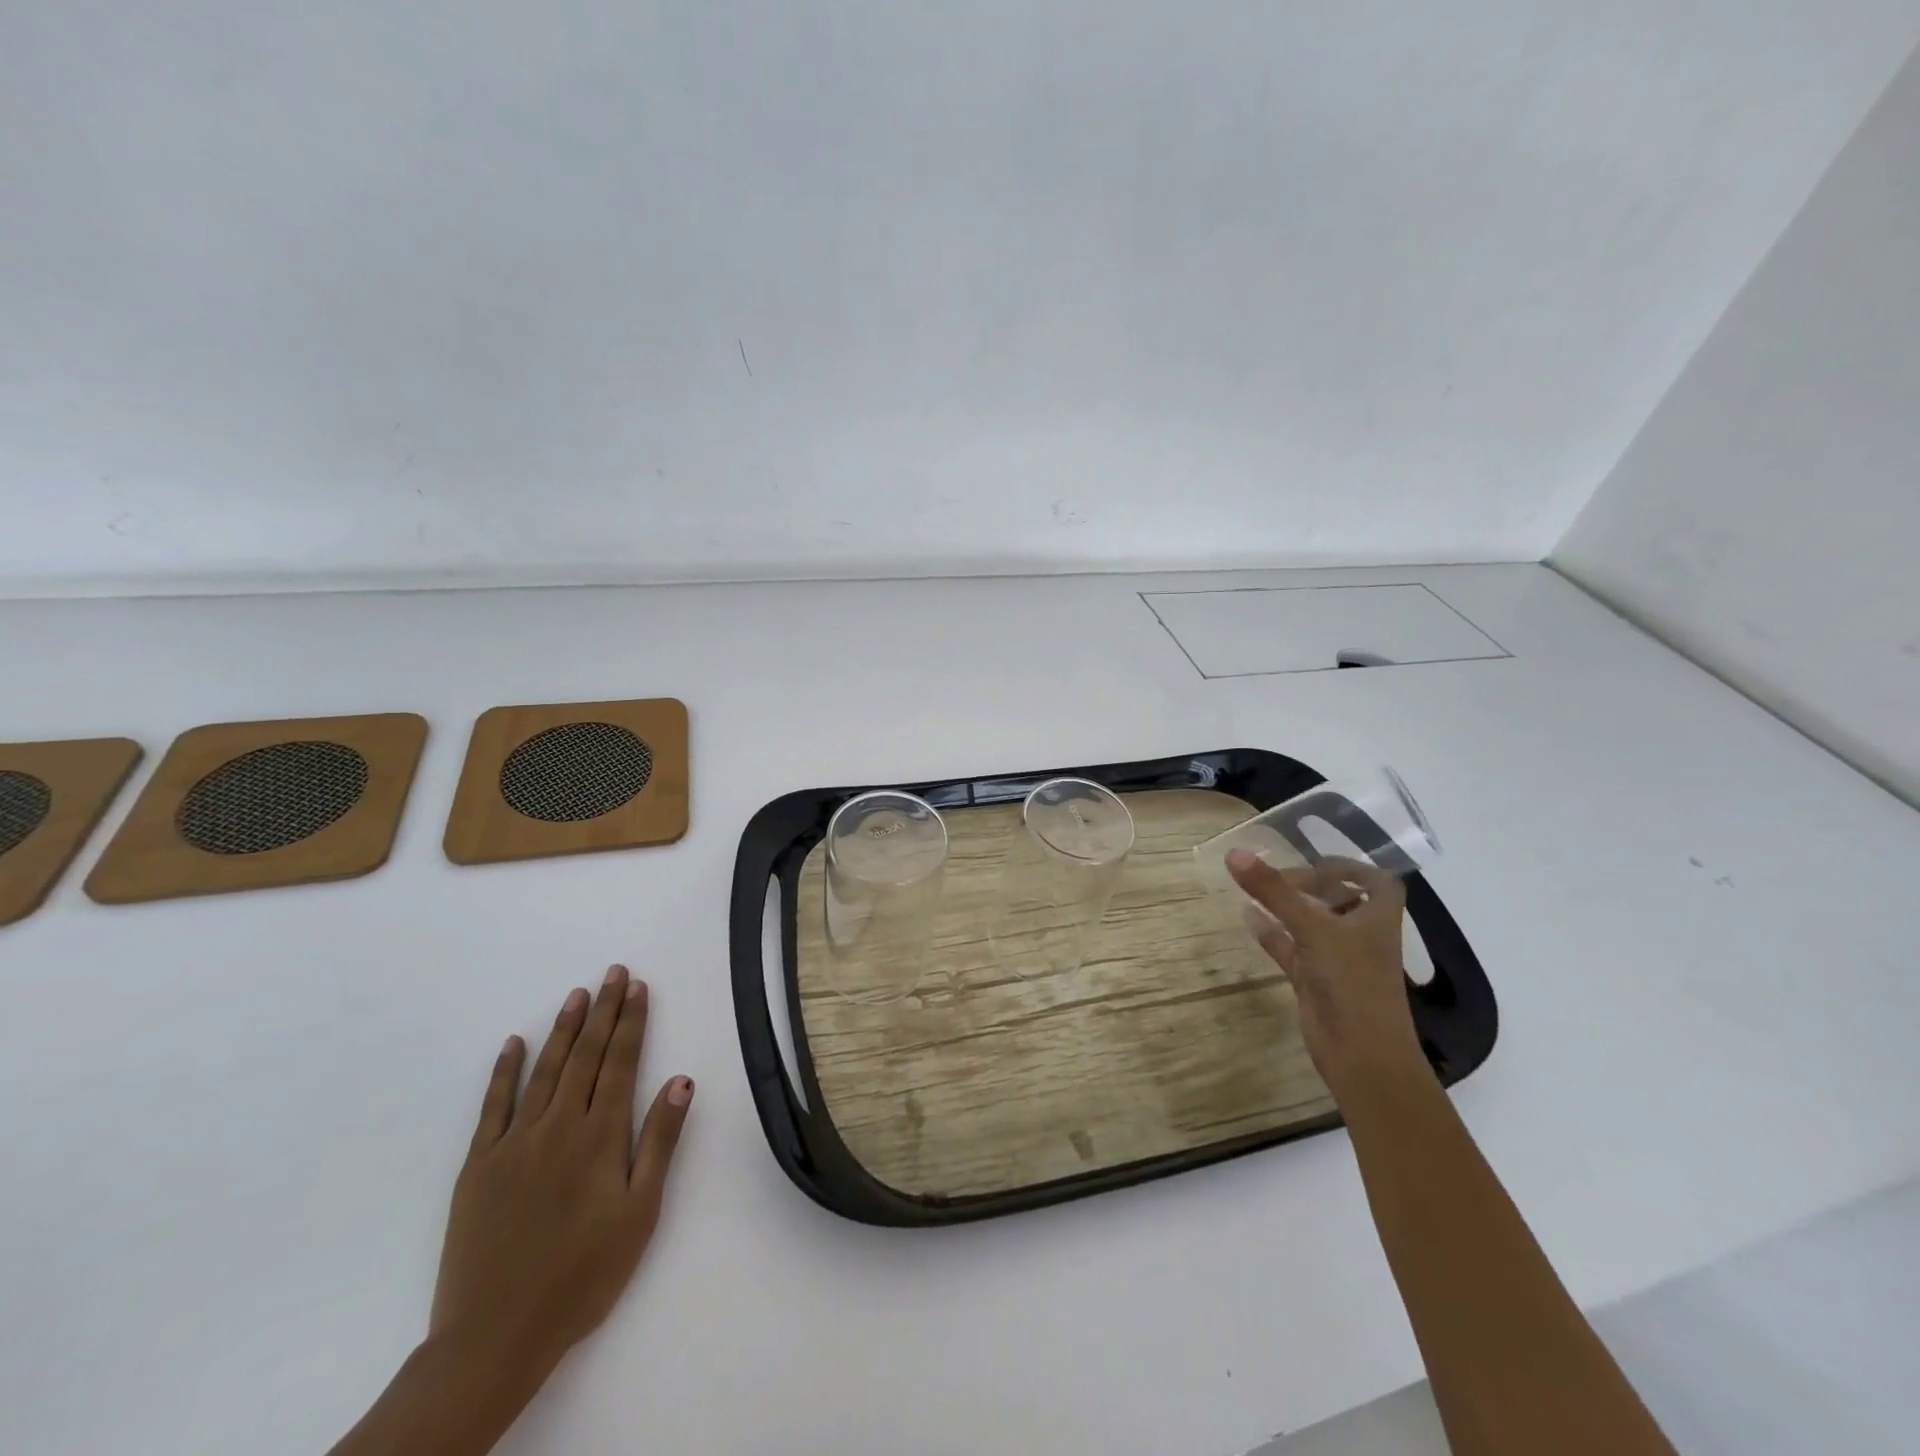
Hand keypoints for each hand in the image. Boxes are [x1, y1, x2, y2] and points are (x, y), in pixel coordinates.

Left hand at [430, 965, 693, 1381]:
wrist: (495, 1337)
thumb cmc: (583, 1276)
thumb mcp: (640, 1213)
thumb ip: (660, 1142)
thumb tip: (681, 1080)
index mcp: (600, 1136)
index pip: (621, 1062)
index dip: (632, 1022)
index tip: (638, 987)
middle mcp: (558, 1126)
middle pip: (586, 1056)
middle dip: (603, 1011)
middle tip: (612, 973)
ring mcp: (515, 1142)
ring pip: (545, 1070)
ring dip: (564, 1029)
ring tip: (577, 994)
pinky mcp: (478, 1166)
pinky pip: (493, 1106)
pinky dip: (504, 1071)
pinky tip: (514, 1043)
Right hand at [1226, 851, 1427, 1102]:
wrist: (1362, 1055)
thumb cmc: (1352, 982)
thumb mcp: (1313, 928)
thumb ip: (1274, 891)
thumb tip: (1234, 853)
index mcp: (1377, 917)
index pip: (1375, 881)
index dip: (1349, 868)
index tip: (1313, 861)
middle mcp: (1361, 934)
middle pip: (1341, 900)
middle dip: (1311, 885)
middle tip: (1276, 876)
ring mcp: (1338, 960)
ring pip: (1312, 924)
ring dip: (1288, 907)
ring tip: (1256, 889)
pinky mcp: (1316, 981)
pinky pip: (1291, 948)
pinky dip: (1271, 932)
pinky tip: (1246, 917)